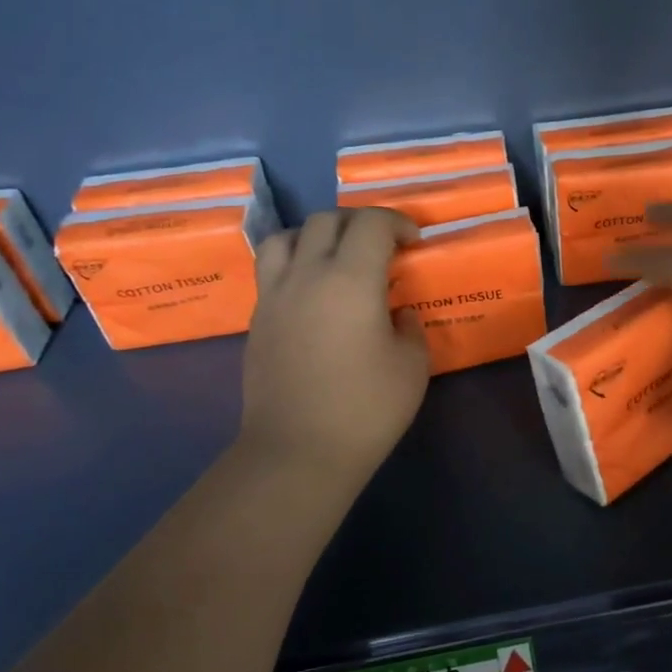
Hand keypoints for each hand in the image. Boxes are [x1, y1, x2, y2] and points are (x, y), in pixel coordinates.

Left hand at [240, 208, 429, 486]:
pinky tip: (313, 292)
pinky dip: (295, 263)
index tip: (413, 243)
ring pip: (287, 237)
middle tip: (381, 246)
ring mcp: (274, 295)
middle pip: (326, 220)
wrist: (298, 451)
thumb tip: (398, 314)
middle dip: (359, 222)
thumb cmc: (366, 409)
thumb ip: (410, 328)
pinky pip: (272, 269)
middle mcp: (306, 275)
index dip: (397, 222)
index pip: (371, 224)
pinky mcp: (257, 319)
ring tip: (336, 257)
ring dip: (316, 235)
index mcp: (351, 280)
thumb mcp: (412, 367)